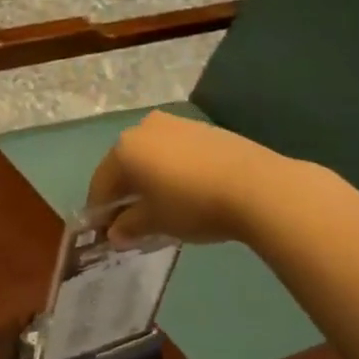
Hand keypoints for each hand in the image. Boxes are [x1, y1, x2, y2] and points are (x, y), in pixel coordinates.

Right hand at [85, 111, 304, 246]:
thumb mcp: (155, 222)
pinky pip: (176, 152)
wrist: (258, 187)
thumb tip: (115, 234)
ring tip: (160, 206)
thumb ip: (129, 227)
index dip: (100, 210)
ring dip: (149, 179)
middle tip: (130, 219)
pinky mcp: (205, 129)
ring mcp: (177, 125)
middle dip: (124, 192)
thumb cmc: (193, 205)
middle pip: (125, 165)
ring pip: (152, 156)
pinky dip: (173, 171)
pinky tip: (186, 192)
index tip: (103, 232)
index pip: (101, 182)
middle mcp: (144, 129)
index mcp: (124, 148)